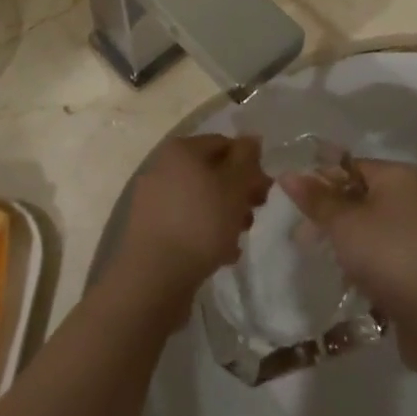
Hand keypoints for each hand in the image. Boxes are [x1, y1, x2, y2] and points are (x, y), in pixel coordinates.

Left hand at [110, 135, 270, 313]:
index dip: (250, 165)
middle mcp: (163, 166)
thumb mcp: (234, 187)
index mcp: (181, 149)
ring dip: (224, 214)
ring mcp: (153, 198)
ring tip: (239, 238)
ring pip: (200, 199)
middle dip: (238, 192)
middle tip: (255, 214)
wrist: (153, 277)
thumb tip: (251, 138)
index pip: (224, 144)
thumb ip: (246, 159)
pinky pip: (185, 221)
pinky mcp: (150, 228)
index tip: (266, 191)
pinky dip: (204, 232)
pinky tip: (221, 255)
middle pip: (211, 172)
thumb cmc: (200, 223)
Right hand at [280, 159, 416, 370]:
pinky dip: (364, 266)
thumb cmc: (389, 255)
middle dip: (329, 216)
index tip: (294, 203)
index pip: (349, 166)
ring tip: (320, 260)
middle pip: (359, 198)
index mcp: (396, 176)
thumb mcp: (344, 223)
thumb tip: (288, 174)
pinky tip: (348, 282)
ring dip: (345, 244)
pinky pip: (382, 257)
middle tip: (301, 237)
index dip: (320, 181)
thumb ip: (316, 199)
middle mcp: (411, 199)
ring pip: (369, 230)